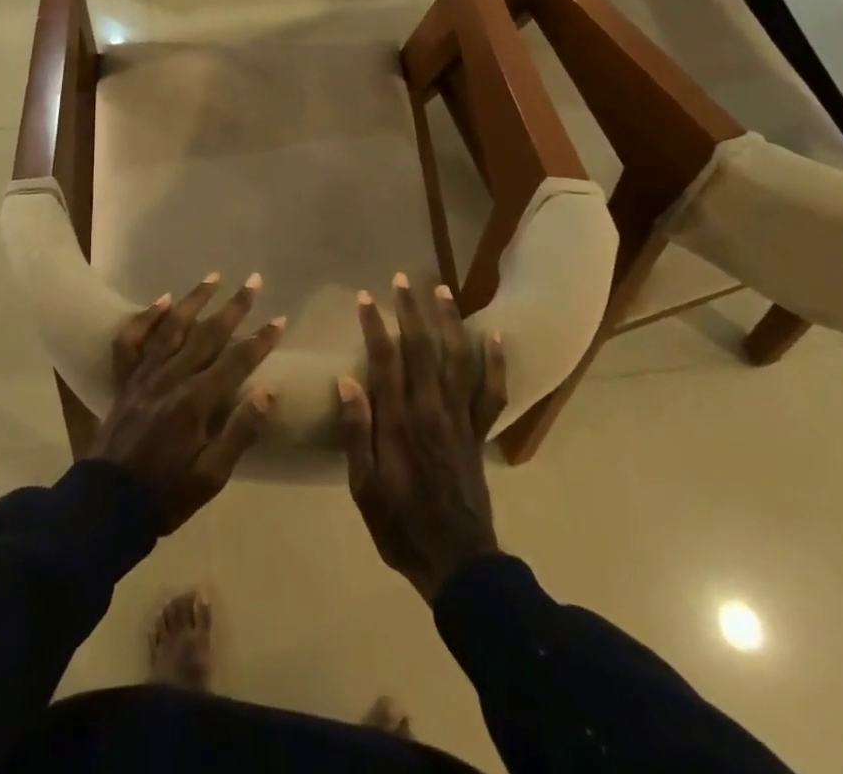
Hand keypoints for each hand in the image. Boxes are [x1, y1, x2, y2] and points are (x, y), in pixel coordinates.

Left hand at [90, 273, 285, 531]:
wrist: (108, 504)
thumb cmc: (166, 495)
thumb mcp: (211, 477)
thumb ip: (239, 433)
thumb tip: (266, 392)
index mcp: (196, 402)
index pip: (236, 362)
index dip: (260, 340)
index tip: (279, 319)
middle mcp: (171, 378)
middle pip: (208, 334)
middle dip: (234, 307)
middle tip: (254, 281)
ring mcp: (144, 375)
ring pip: (173, 327)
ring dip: (195, 300)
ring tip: (214, 277)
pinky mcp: (125, 380)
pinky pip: (132, 340)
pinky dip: (146, 317)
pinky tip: (162, 300)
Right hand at [338, 273, 507, 602]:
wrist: (458, 563)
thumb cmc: (400, 525)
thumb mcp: (364, 486)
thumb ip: (357, 432)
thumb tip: (347, 381)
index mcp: (398, 422)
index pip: (384, 360)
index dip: (374, 325)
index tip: (365, 298)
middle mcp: (431, 410)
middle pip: (420, 349)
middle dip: (409, 311)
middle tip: (401, 279)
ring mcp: (460, 419)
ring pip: (457, 359)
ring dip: (449, 322)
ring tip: (443, 291)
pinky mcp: (479, 433)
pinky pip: (492, 393)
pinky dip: (495, 363)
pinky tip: (494, 336)